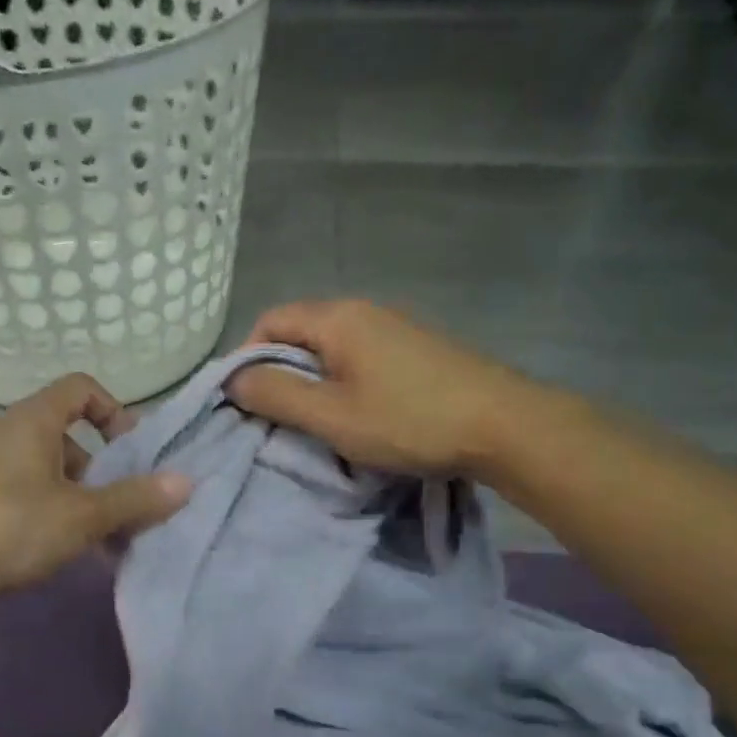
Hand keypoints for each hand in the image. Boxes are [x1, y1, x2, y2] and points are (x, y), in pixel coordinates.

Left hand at [0, 374, 191, 592]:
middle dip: (94, 469)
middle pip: (61, 434)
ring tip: (84, 537)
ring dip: (68, 493)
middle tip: (110, 508)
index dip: (113, 411)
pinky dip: (37, 505)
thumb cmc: (17, 526)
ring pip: (36, 466)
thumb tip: (186, 482)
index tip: (129, 451)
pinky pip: (11, 487)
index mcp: (31, 421)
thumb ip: (135, 499)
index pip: (80, 388)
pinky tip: (46, 546)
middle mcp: (0, 430)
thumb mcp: (84, 515)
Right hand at [229, 299, 549, 477]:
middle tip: (275, 417)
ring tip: (312, 421)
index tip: (245, 401)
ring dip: (310, 380)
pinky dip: (341, 382)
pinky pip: (359, 357)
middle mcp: (364, 311)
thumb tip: (232, 380)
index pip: (270, 321)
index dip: (246, 358)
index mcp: (338, 318)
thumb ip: (276, 395)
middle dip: (278, 372)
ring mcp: (394, 327)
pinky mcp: (415, 349)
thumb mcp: (331, 416)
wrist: (504, 425)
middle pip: (299, 332)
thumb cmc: (408, 420)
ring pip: (330, 348)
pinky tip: (353, 413)